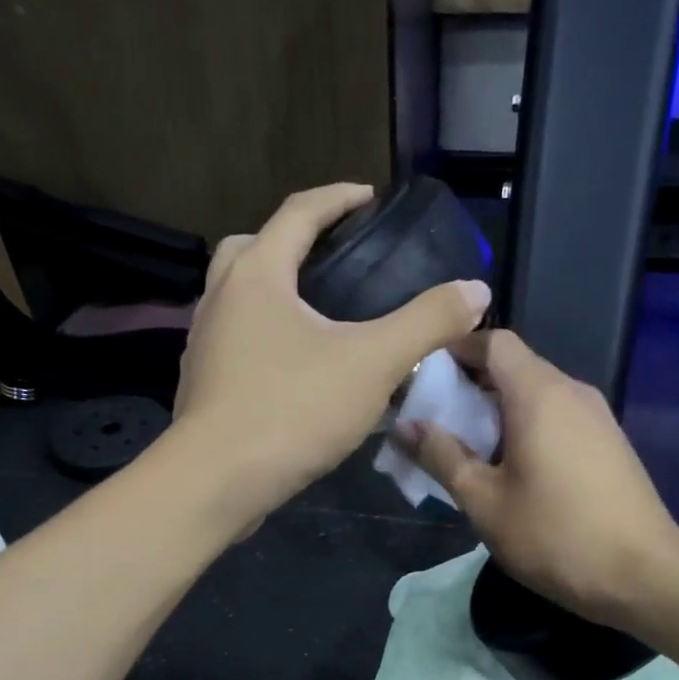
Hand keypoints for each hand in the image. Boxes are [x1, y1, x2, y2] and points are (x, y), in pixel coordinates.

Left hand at [174, 183, 489, 519]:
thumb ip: (426, 323)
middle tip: (333, 259)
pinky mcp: (202, 386)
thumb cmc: (292, 410)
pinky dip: (263, 339)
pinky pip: (235, 343)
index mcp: (257, 274)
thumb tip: (476, 290)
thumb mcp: (372, 364)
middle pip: (254, 248)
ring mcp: (204, 344)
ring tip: (319, 317)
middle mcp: (220, 298)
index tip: (369, 198)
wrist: (216, 481)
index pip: (298, 212)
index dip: (338, 199)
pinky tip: (294, 370)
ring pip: (238, 299)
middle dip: (293, 242)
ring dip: (274, 294)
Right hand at [401, 330, 678, 628]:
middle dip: (470, 388)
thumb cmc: (554, 535)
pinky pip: (557, 419)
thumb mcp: (484, 501)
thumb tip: (405, 426)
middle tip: (435, 425)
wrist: (643, 574)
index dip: (456, 350)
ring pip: (536, 396)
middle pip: (514, 368)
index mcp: (538, 394)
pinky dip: (526, 430)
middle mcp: (571, 391)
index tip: (424, 379)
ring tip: (468, 454)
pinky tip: (511, 472)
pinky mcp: (608, 443)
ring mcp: (596, 417)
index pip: (494, 343)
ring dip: (497, 414)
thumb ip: (441, 457)